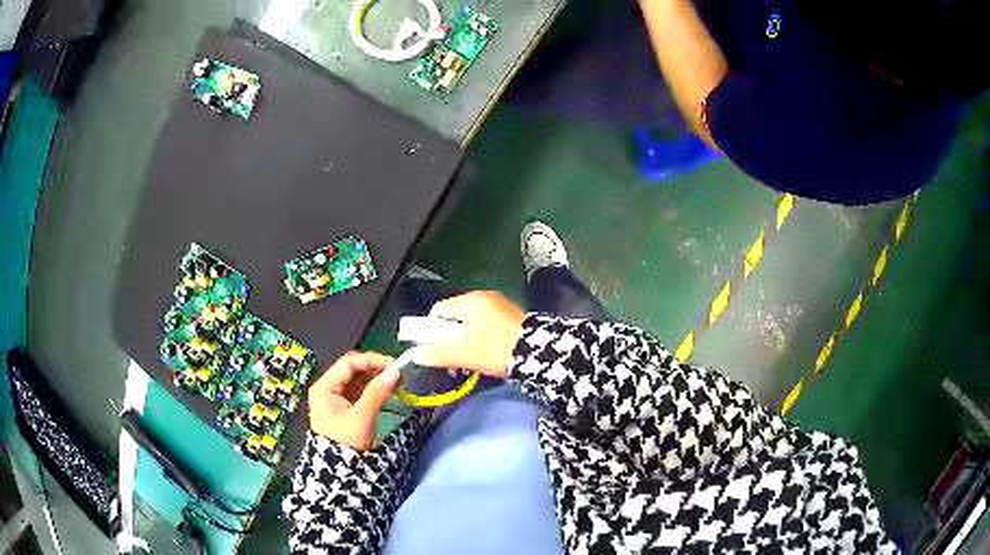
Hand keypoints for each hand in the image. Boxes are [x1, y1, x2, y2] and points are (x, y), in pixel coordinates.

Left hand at [308, 352, 399, 451]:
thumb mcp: (362, 416)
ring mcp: (334, 398)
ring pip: (357, 379)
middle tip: (397, 373)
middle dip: (375, 369)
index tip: (394, 365)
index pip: (349, 362)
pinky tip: (386, 390)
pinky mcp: (343, 407)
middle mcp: (327, 388)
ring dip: (375, 378)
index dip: (372, 360)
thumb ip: (377, 392)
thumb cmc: (346, 441)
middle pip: (352, 369)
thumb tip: (395, 371)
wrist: (338, 469)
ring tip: (395, 381)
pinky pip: (358, 391)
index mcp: (325, 386)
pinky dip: (372, 389)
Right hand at [417, 291, 525, 378]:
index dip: (430, 330)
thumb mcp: (464, 354)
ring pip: (470, 323)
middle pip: (454, 317)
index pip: (438, 310)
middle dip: (448, 340)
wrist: (539, 353)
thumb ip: (437, 353)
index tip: (431, 350)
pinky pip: (485, 325)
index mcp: (470, 301)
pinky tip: (483, 358)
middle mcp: (483, 297)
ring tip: (466, 365)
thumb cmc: (497, 350)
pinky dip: (478, 340)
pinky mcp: (510, 316)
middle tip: (450, 362)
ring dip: (463, 343)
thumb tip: (415, 355)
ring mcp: (498, 305)